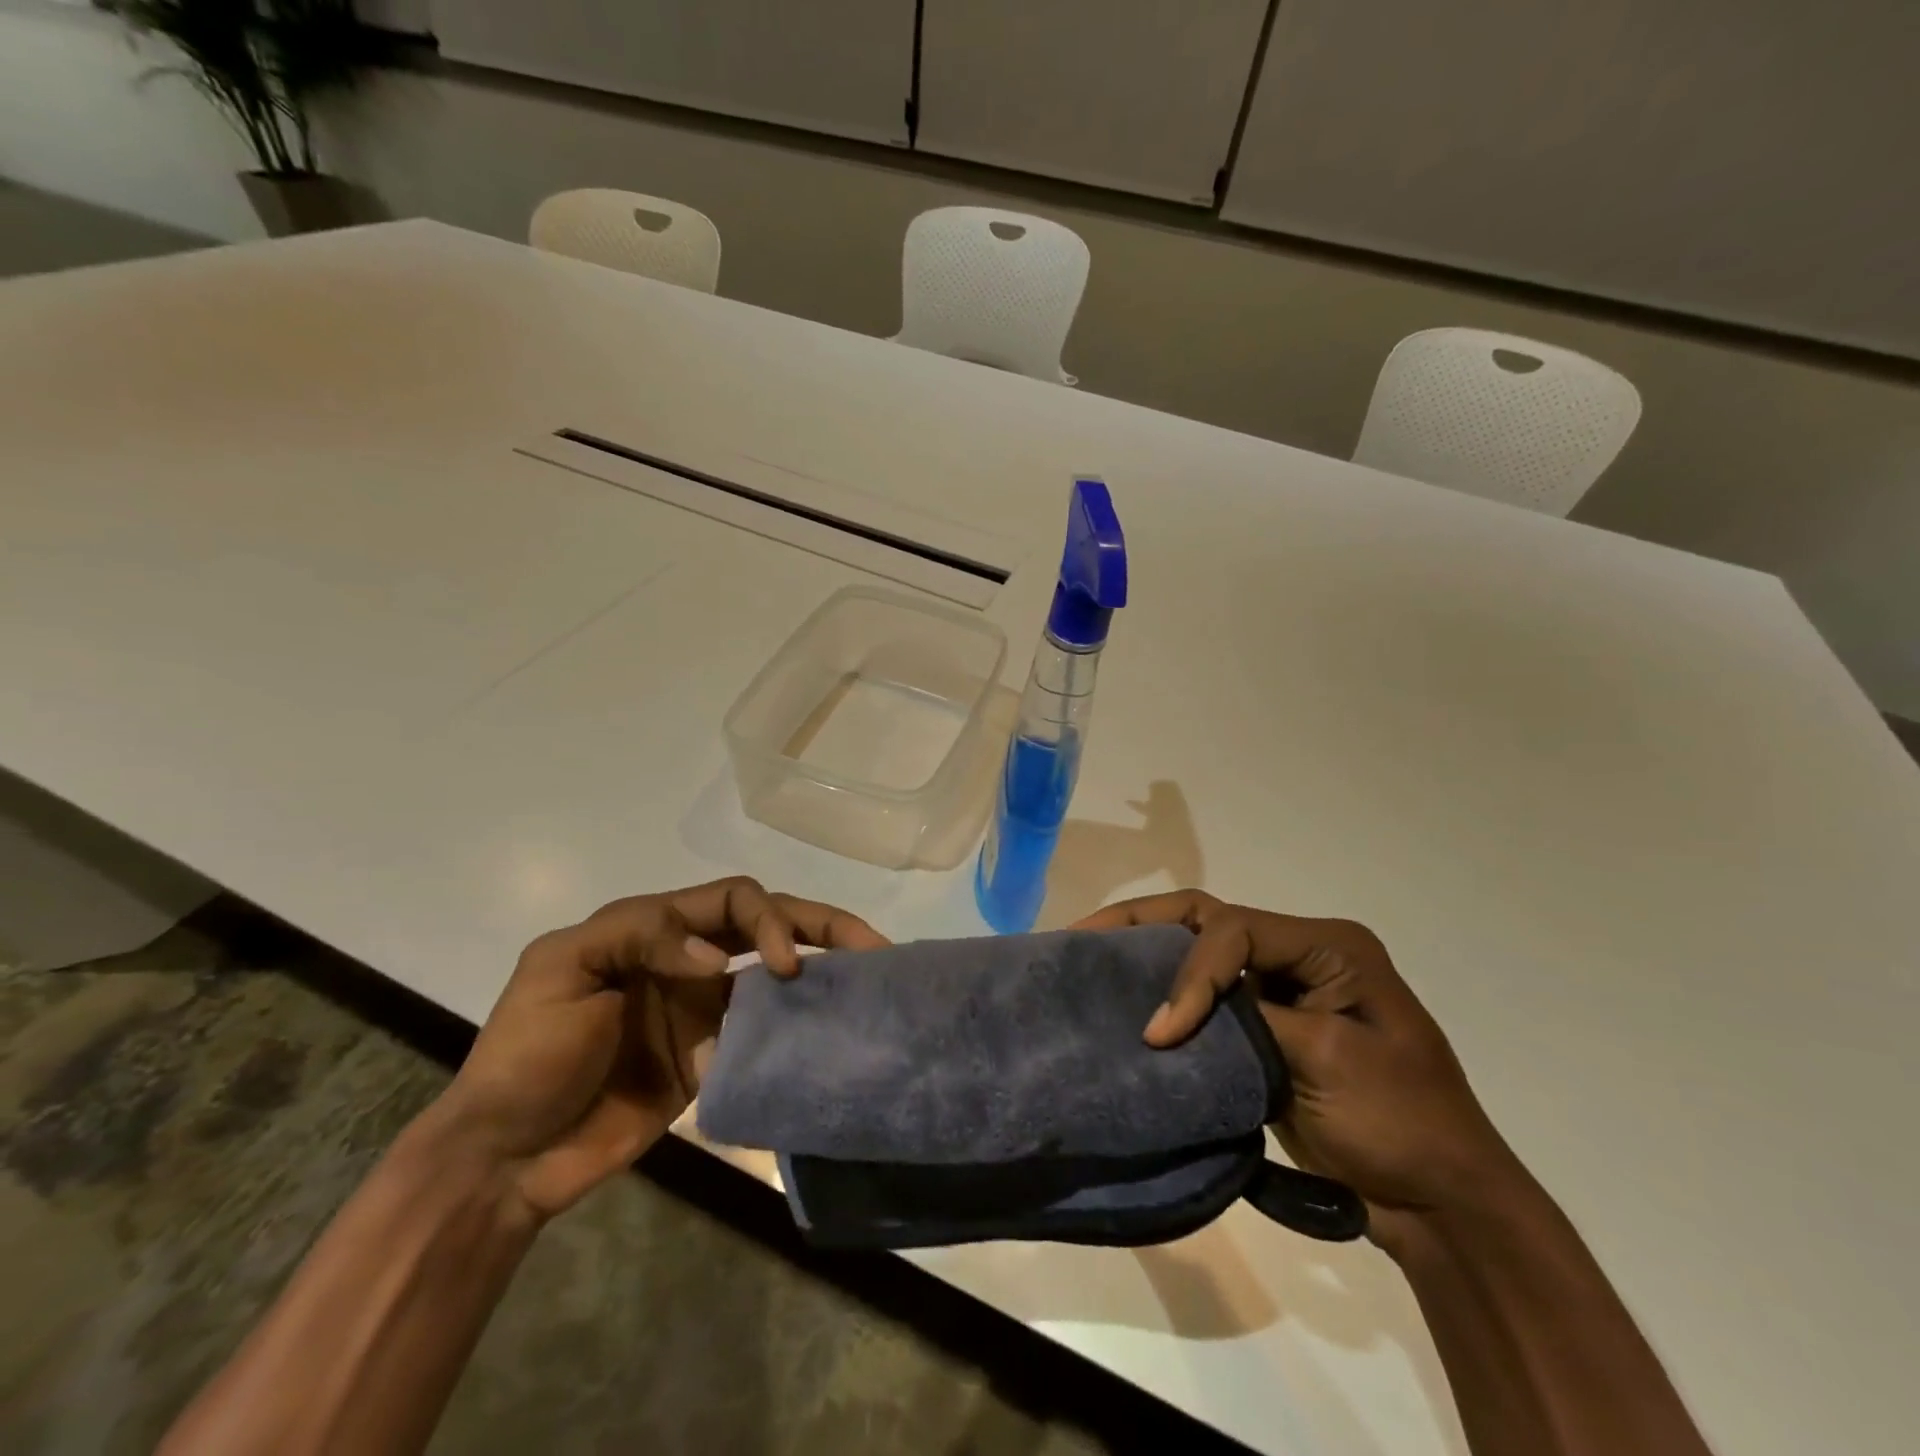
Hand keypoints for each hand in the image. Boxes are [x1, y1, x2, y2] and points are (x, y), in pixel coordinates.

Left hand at [423, 878, 886, 1221]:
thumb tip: (719, 962)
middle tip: (870, 945)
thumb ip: (639, 938)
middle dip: (821, 925)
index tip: (779, 968)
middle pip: (769, 924)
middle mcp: (690, 959)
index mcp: (656, 928)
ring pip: (777, 974)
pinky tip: (831, 1032)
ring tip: (871, 978)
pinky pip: (767, 1031)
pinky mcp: (714, 1056)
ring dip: (822, 970)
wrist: (506, 1159)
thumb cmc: (525, 1055)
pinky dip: (799, 1026)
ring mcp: (705, 1009)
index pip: (733, 899)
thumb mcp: (561, 969)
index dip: (767, 920)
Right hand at [1074, 892, 1529, 1253]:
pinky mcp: (1263, 1027)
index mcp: (1326, 946)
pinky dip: (1167, 997)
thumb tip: (1173, 1015)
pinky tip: (1128, 1003)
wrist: (1440, 1203)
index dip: (1190, 973)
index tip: (1162, 1032)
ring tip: (1090, 956)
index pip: (1234, 931)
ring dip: (1148, 953)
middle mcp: (1298, 953)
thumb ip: (1253, 1018)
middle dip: (1145, 923)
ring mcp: (1280, 990)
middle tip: (1084, 935)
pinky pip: (1207, 999)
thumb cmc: (1399, 1121)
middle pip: (1208, 920)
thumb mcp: (1329, 1059)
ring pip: (1200, 952)